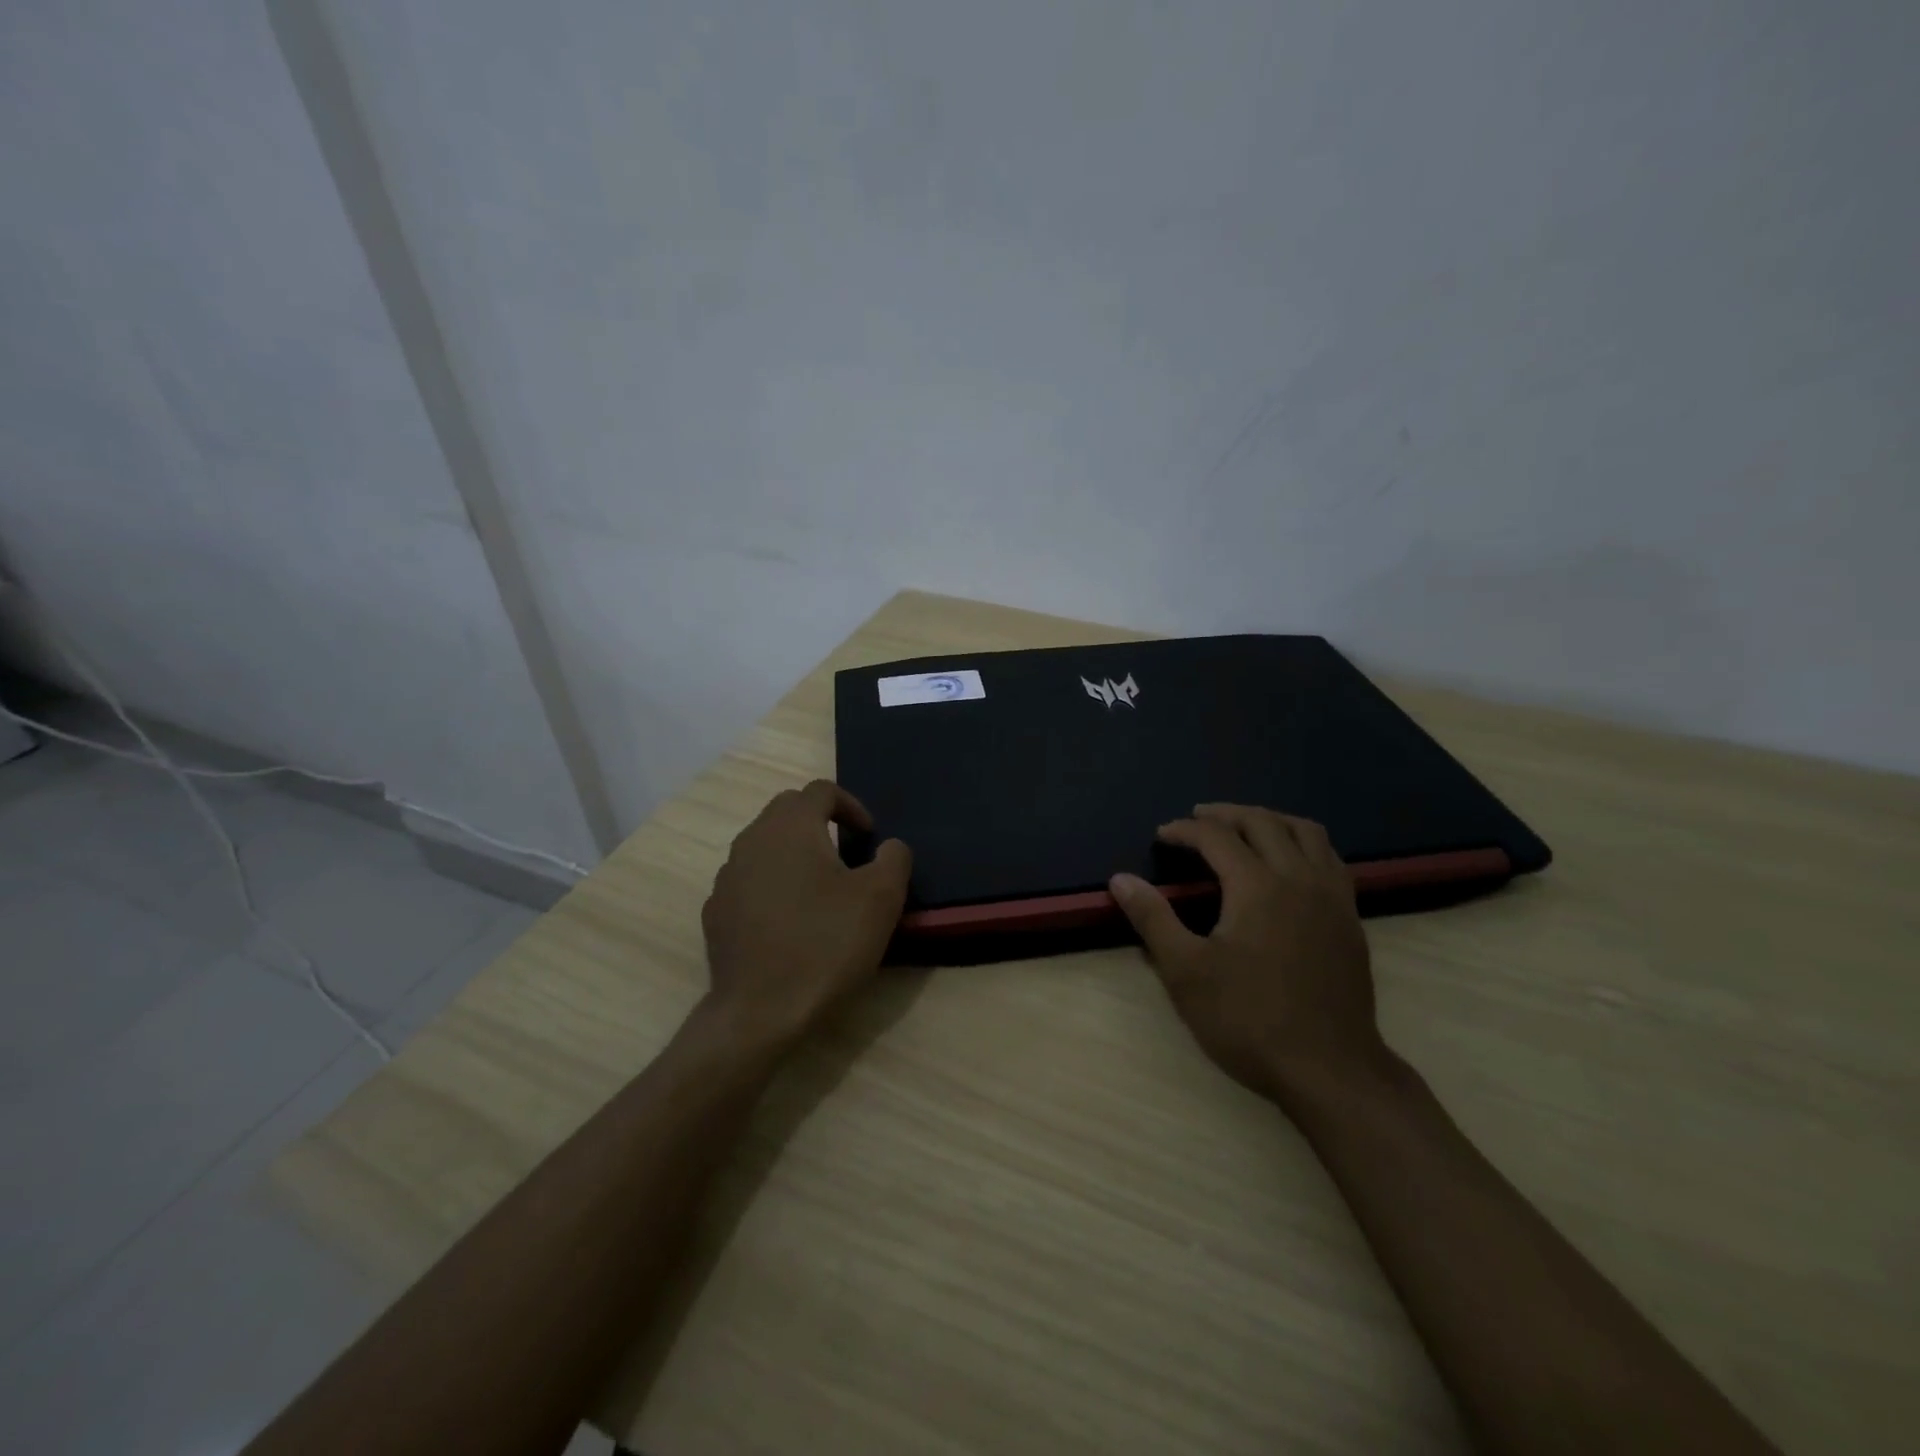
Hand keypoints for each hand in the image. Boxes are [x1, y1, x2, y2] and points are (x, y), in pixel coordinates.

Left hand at [701, 780, 912, 1045]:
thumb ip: (894, 858)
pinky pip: (748, 881)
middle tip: (847, 854)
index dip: (852, 805)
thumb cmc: (827, 944)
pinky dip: (771, 885)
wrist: (760, 1012)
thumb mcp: (882, 898)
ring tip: (820, 888)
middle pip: (788, 811)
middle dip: (820, 822)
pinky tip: (789, 920)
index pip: (821, 790)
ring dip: (794, 853)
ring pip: (764, 845)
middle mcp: (752, 840)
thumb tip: (889, 846)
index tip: (869, 837)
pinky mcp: (716, 912)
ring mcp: (727, 877)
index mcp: (790, 826)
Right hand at [1109, 804, 1387, 1107]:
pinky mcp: (1351, 918)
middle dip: (1226, 814)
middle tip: (1197, 818)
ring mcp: (1332, 897)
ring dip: (1270, 820)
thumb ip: (1153, 919)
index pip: (1216, 837)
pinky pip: (1330, 858)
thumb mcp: (1186, 972)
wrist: (1330, 1069)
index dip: (1184, 830)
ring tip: (1245, 827)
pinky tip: (1291, 863)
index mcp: (1257, 886)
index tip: (1161, 836)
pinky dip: (1303, 843)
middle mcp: (1299, 878)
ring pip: (1306, 832)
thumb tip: (1120, 879)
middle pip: (1263, 822)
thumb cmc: (1249, 1020)